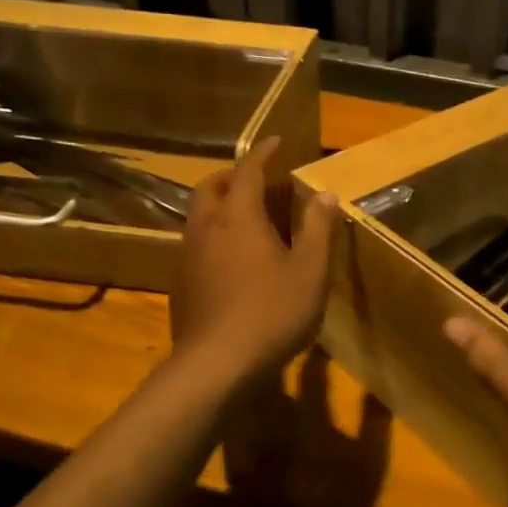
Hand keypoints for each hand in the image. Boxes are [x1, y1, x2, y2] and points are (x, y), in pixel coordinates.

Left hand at [173, 138, 338, 384]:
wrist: (216, 365)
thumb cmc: (272, 313)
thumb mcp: (310, 271)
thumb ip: (318, 229)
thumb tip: (326, 195)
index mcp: (239, 218)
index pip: (248, 171)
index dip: (262, 153)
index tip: (275, 141)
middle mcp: (207, 228)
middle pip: (211, 187)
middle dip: (233, 175)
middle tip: (257, 179)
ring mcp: (188, 256)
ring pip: (198, 215)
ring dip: (220, 204)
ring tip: (246, 217)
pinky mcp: (181, 283)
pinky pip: (195, 243)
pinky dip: (214, 234)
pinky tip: (232, 259)